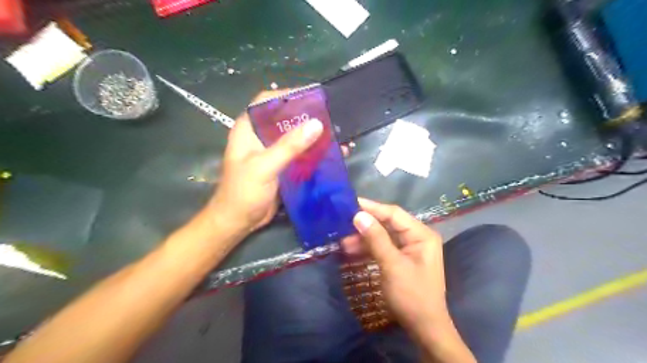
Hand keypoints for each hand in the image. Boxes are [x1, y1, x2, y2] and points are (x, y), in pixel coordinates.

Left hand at [205, 91, 322, 234]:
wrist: (238, 221)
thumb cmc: (243, 191)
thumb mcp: (264, 166)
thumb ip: (289, 146)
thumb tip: (316, 124)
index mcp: (249, 128)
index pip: (266, 101)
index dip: (287, 94)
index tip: (312, 95)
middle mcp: (260, 136)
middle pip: (284, 117)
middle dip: (306, 116)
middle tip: (330, 116)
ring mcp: (272, 151)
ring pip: (294, 136)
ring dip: (313, 136)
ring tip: (335, 134)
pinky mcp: (281, 166)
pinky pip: (299, 154)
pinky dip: (313, 153)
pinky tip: (330, 154)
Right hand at [343, 199, 451, 334]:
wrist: (424, 329)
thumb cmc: (412, 295)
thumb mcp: (392, 265)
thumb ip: (376, 239)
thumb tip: (358, 215)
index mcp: (421, 234)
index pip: (394, 214)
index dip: (372, 207)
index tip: (350, 203)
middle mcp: (416, 237)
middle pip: (387, 224)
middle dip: (365, 225)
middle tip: (342, 223)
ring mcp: (409, 249)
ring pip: (383, 236)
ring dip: (364, 239)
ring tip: (342, 242)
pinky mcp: (401, 259)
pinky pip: (382, 248)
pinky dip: (368, 249)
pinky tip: (351, 251)